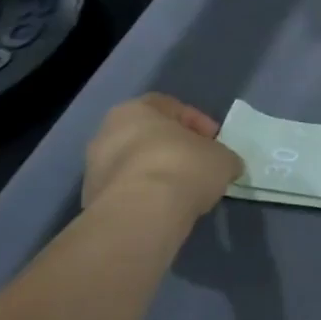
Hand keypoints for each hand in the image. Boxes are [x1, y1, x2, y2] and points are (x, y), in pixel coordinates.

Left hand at [83, 93, 243, 219]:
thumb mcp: (223, 158)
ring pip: (135, 164)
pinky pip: (128, 191)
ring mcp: (95, 168)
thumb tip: (227, 165)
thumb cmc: (183, 167)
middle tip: (200, 165)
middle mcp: (107, 132)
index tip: (215, 141)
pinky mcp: (93, 200)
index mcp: (135, 110)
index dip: (198, 123)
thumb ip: (223, 157)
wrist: (142, 213)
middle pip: (148, 136)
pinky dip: (146, 195)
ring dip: (158, 173)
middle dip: (175, 149)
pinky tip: (167, 207)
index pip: (170, 106)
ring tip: (185, 191)